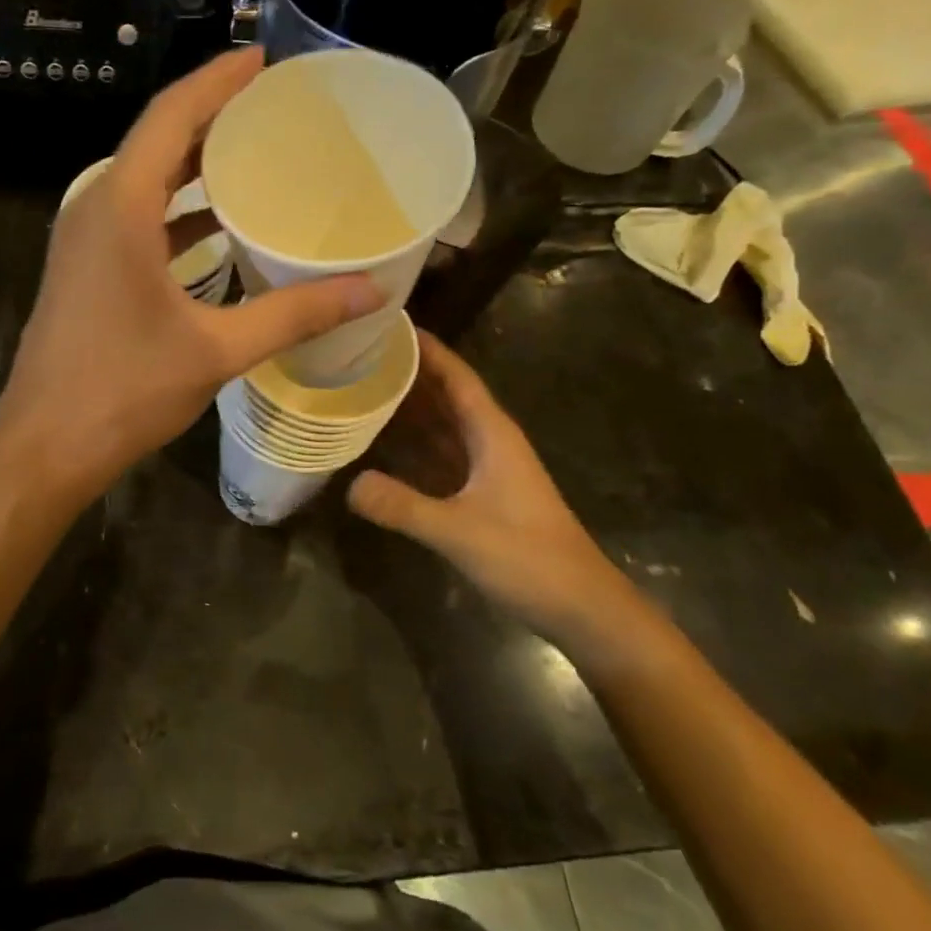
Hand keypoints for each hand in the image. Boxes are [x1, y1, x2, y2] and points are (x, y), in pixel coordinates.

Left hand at [0, 48, 385, 500]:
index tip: (262, 60)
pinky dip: (177, 209)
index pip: (171, 116)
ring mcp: (84, 239)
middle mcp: (95, 207)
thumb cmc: (124, 390)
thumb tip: (370, 292)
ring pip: (145, 180)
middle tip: (273, 107)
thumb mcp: (217, 349)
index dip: (216, 81)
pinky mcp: (84, 268)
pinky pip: (136, 217)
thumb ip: (294, 314)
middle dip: (212, 117)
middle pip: (158, 141)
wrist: (46, 443)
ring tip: (256, 156)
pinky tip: (220, 224)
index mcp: (120, 207)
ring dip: (194, 165)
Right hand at [348, 332, 644, 651]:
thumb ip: (404, 507)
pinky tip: (378, 443)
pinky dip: (410, 444)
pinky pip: (437, 455)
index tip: (388, 322)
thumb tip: (349, 484)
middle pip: (443, 394)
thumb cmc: (529, 558)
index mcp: (492, 433)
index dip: (426, 348)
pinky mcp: (478, 494)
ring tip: (359, 387)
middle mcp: (487, 441)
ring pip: (439, 424)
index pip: (455, 376)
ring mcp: (484, 468)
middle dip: (406, 372)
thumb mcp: (460, 531)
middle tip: (356, 353)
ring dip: (406, 406)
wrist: (581, 608)